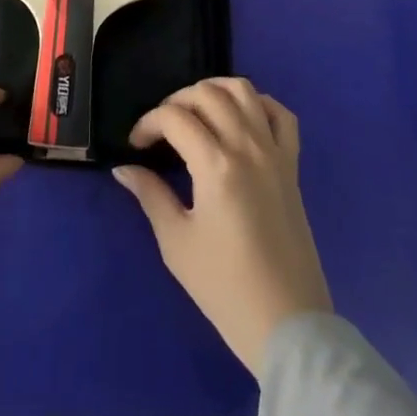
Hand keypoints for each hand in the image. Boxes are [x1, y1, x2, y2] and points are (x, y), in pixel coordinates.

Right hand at [113, 78, 330, 377]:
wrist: (287, 325)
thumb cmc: (225, 288)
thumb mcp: (176, 242)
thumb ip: (150, 195)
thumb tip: (124, 168)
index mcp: (216, 165)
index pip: (175, 117)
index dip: (148, 123)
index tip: (135, 146)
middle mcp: (247, 146)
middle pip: (207, 94)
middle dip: (176, 102)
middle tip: (161, 130)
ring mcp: (274, 153)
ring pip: (245, 91)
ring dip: (214, 91)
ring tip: (195, 113)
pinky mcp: (292, 166)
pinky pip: (281, 115)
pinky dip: (258, 104)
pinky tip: (240, 118)